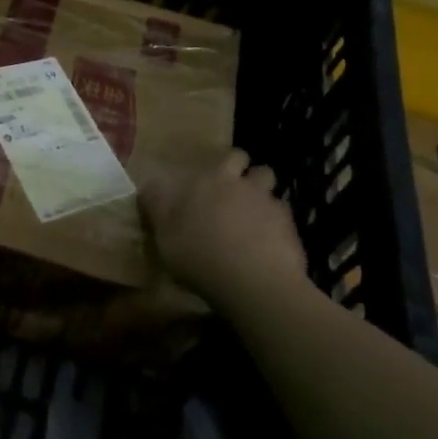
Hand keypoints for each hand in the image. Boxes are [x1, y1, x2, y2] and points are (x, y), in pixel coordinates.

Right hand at [141, 148, 313, 303]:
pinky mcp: (287, 219)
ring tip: (251, 207)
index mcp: (204, 181)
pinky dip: (275, 217)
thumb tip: (151, 190)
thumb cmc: (199, 258)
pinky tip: (269, 237)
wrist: (253, 281)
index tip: (194, 186)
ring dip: (258, 186)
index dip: (201, 170)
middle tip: (228, 186)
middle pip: (238, 157)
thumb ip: (160, 211)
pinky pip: (281, 209)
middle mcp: (235, 181)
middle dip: (236, 166)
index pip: (201, 160)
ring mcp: (264, 197)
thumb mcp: (165, 238)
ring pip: (265, 175)